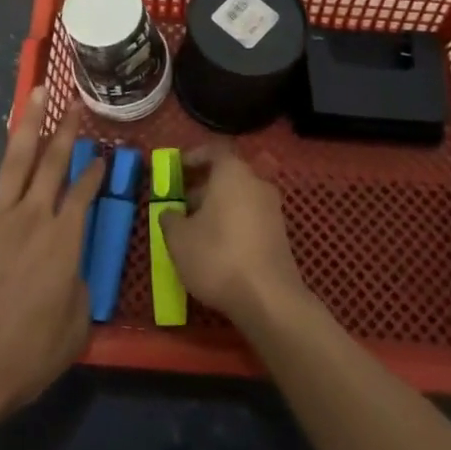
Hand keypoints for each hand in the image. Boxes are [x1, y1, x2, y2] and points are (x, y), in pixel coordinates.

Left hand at [0, 89, 103, 428]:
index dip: (95, 172)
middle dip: (65, 129)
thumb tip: (72, 273)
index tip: (101, 155)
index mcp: (63, 240)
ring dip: (26, 126)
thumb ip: (78, 292)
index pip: (84, 193)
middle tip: (73, 101)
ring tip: (35, 95)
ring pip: (13, 162)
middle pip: (52, 163)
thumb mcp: (73, 331)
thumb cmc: (23, 358)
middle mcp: (31, 217)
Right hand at [159, 144, 309, 328]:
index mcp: (232, 172)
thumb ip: (170, 219)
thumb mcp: (179, 239)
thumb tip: (170, 212)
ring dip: (217, 207)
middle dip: (203, 187)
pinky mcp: (280, 235)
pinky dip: (234, 224)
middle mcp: (256, 182)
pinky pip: (251, 218)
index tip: (177, 170)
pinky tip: (218, 248)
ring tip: (195, 230)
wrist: (269, 299)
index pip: (214, 150)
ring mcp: (272, 209)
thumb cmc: (218, 256)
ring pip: (239, 198)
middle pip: (227, 175)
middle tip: (181, 204)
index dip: (193, 157)